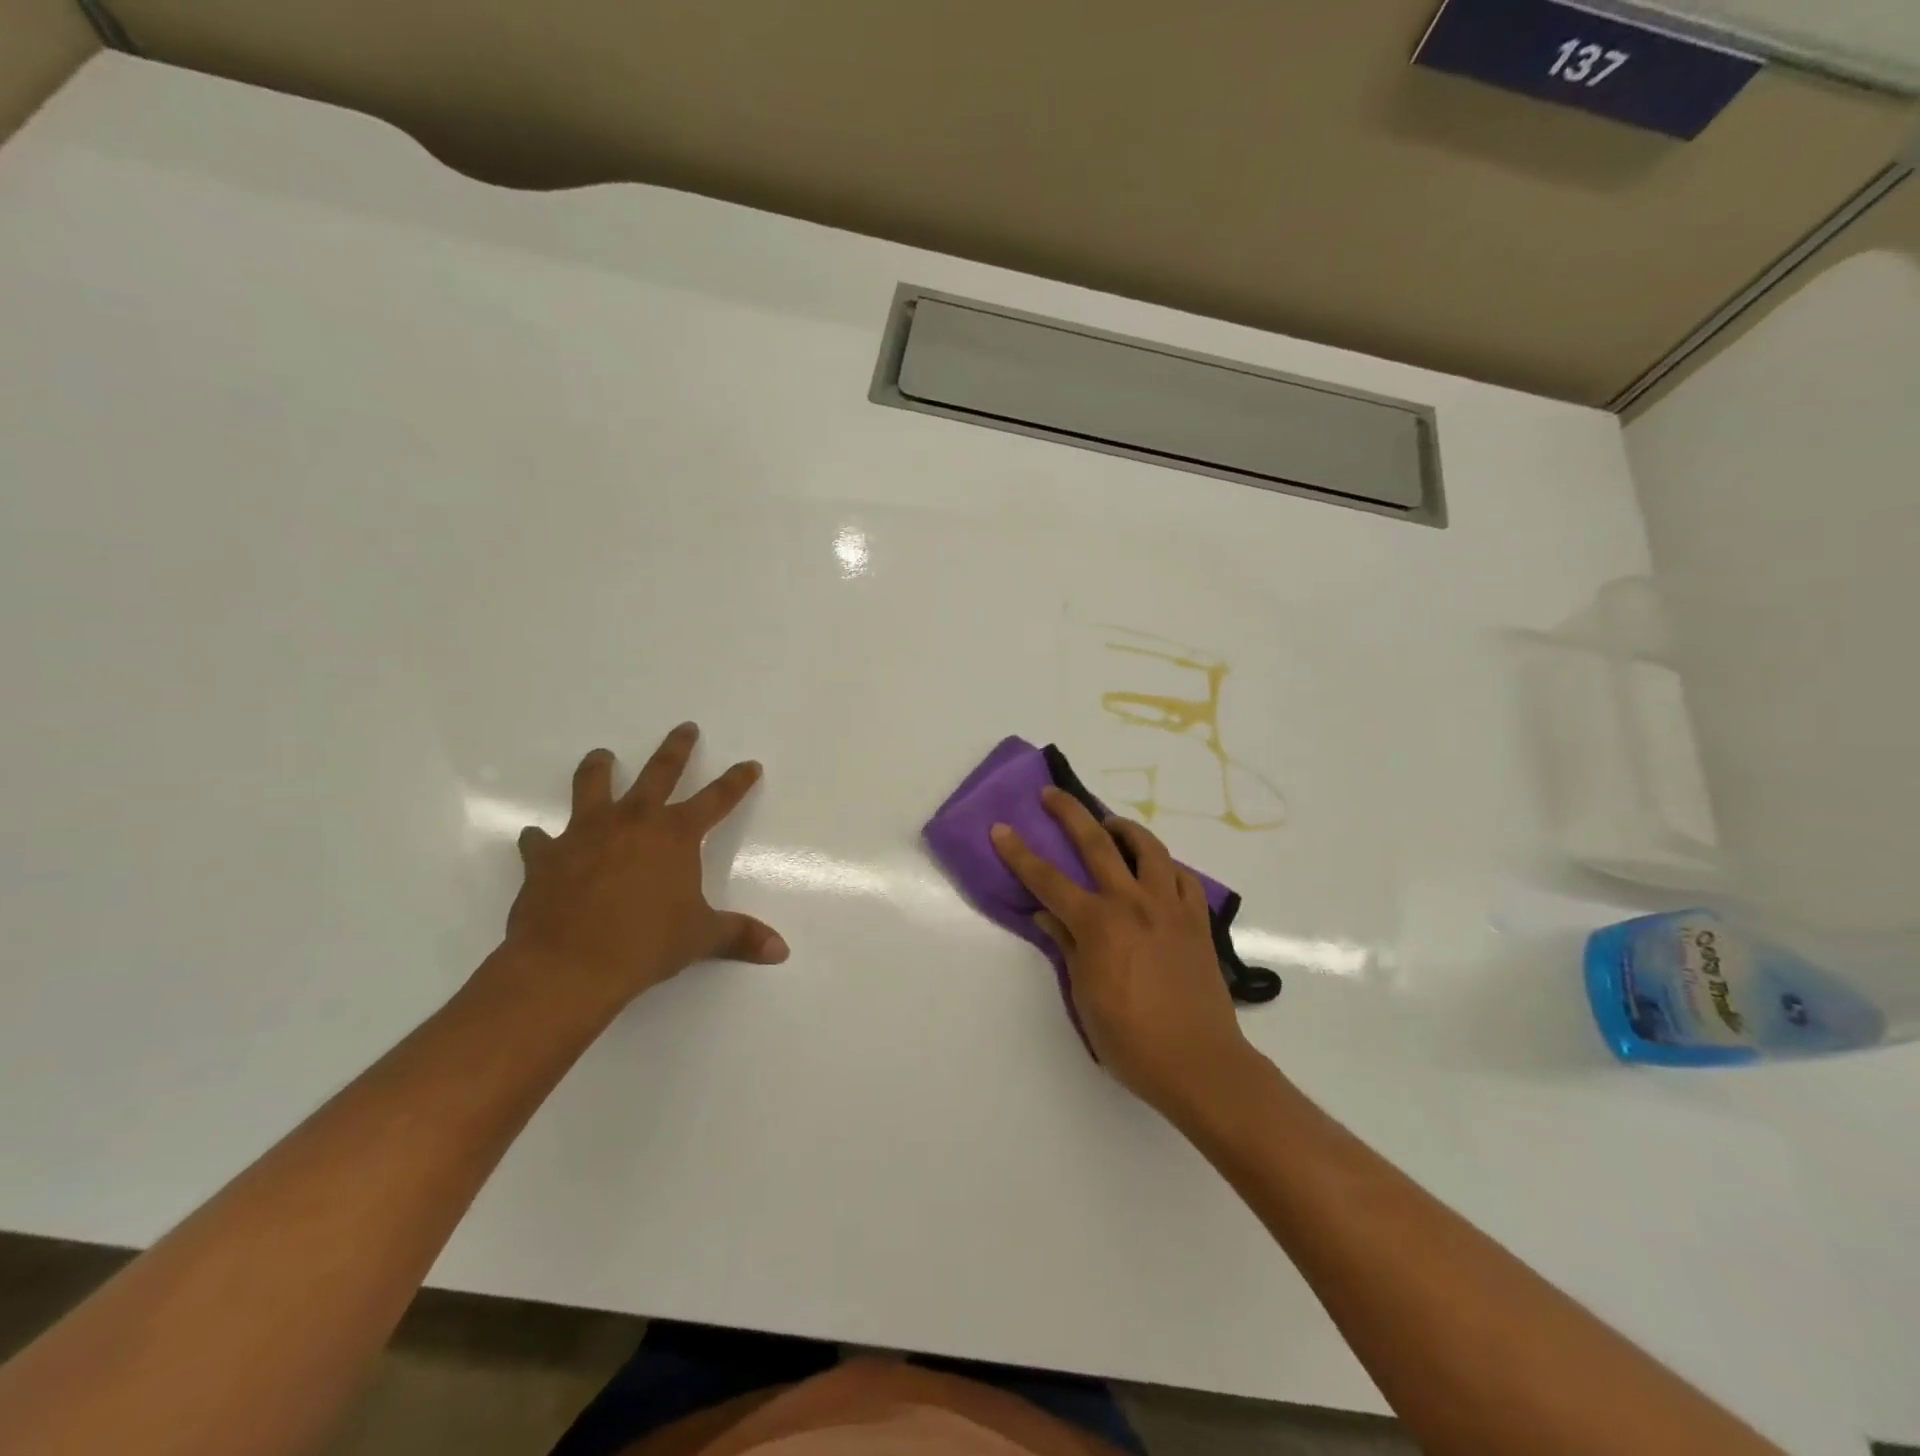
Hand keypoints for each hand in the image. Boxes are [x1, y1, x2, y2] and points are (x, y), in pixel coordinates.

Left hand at [495, 723, 788, 1017]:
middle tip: (685, 728)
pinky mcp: (546, 856)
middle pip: (659, 772)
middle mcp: (633, 822)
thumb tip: (781, 950)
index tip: (749, 765)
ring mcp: (585, 834)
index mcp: (675, 835)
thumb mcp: (701, 938)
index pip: (717, 799)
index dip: (736, 782)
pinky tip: (538, 838)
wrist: (568, 966)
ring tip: (602, 756)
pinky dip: (541, 839)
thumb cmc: (645, 945)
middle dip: (677, 749)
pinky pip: (541, 840)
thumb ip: (740, 935)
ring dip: (599, 768)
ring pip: (593, 786)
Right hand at [990, 788, 1254, 1113]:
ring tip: (1110, 824)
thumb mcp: (1085, 997)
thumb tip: (1048, 915)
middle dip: (1069, 813)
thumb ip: (1067, 947)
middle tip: (1052, 793)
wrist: (1200, 1064)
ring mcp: (1169, 907)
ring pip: (1148, 847)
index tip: (1000, 828)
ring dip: (1124, 828)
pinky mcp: (1197, 919)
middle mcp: (1132, 902)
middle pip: (1097, 842)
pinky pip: (1182, 876)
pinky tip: (1156, 869)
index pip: (1047, 879)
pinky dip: (1164, 864)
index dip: (1019, 852)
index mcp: (1097, 924)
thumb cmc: (1131, 1040)